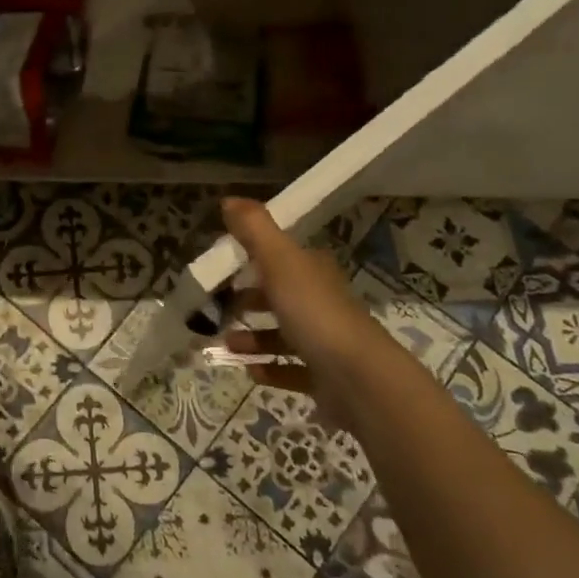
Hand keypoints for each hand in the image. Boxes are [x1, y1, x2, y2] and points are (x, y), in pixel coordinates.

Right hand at [220, 197, 377, 423]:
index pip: (282, 258)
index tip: (224, 266)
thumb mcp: (280, 262)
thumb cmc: (315, 313)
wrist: (359, 378)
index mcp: (312, 272)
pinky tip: (250, 371)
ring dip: (253, 339)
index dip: (254, 258)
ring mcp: (325, 342)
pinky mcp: (324, 377)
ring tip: (227, 344)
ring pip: (283, 335)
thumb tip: (229, 199)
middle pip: (281, 296)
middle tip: (219, 308)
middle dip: (249, 301)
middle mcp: (321, 303)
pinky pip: (292, 370)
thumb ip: (254, 230)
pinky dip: (270, 369)